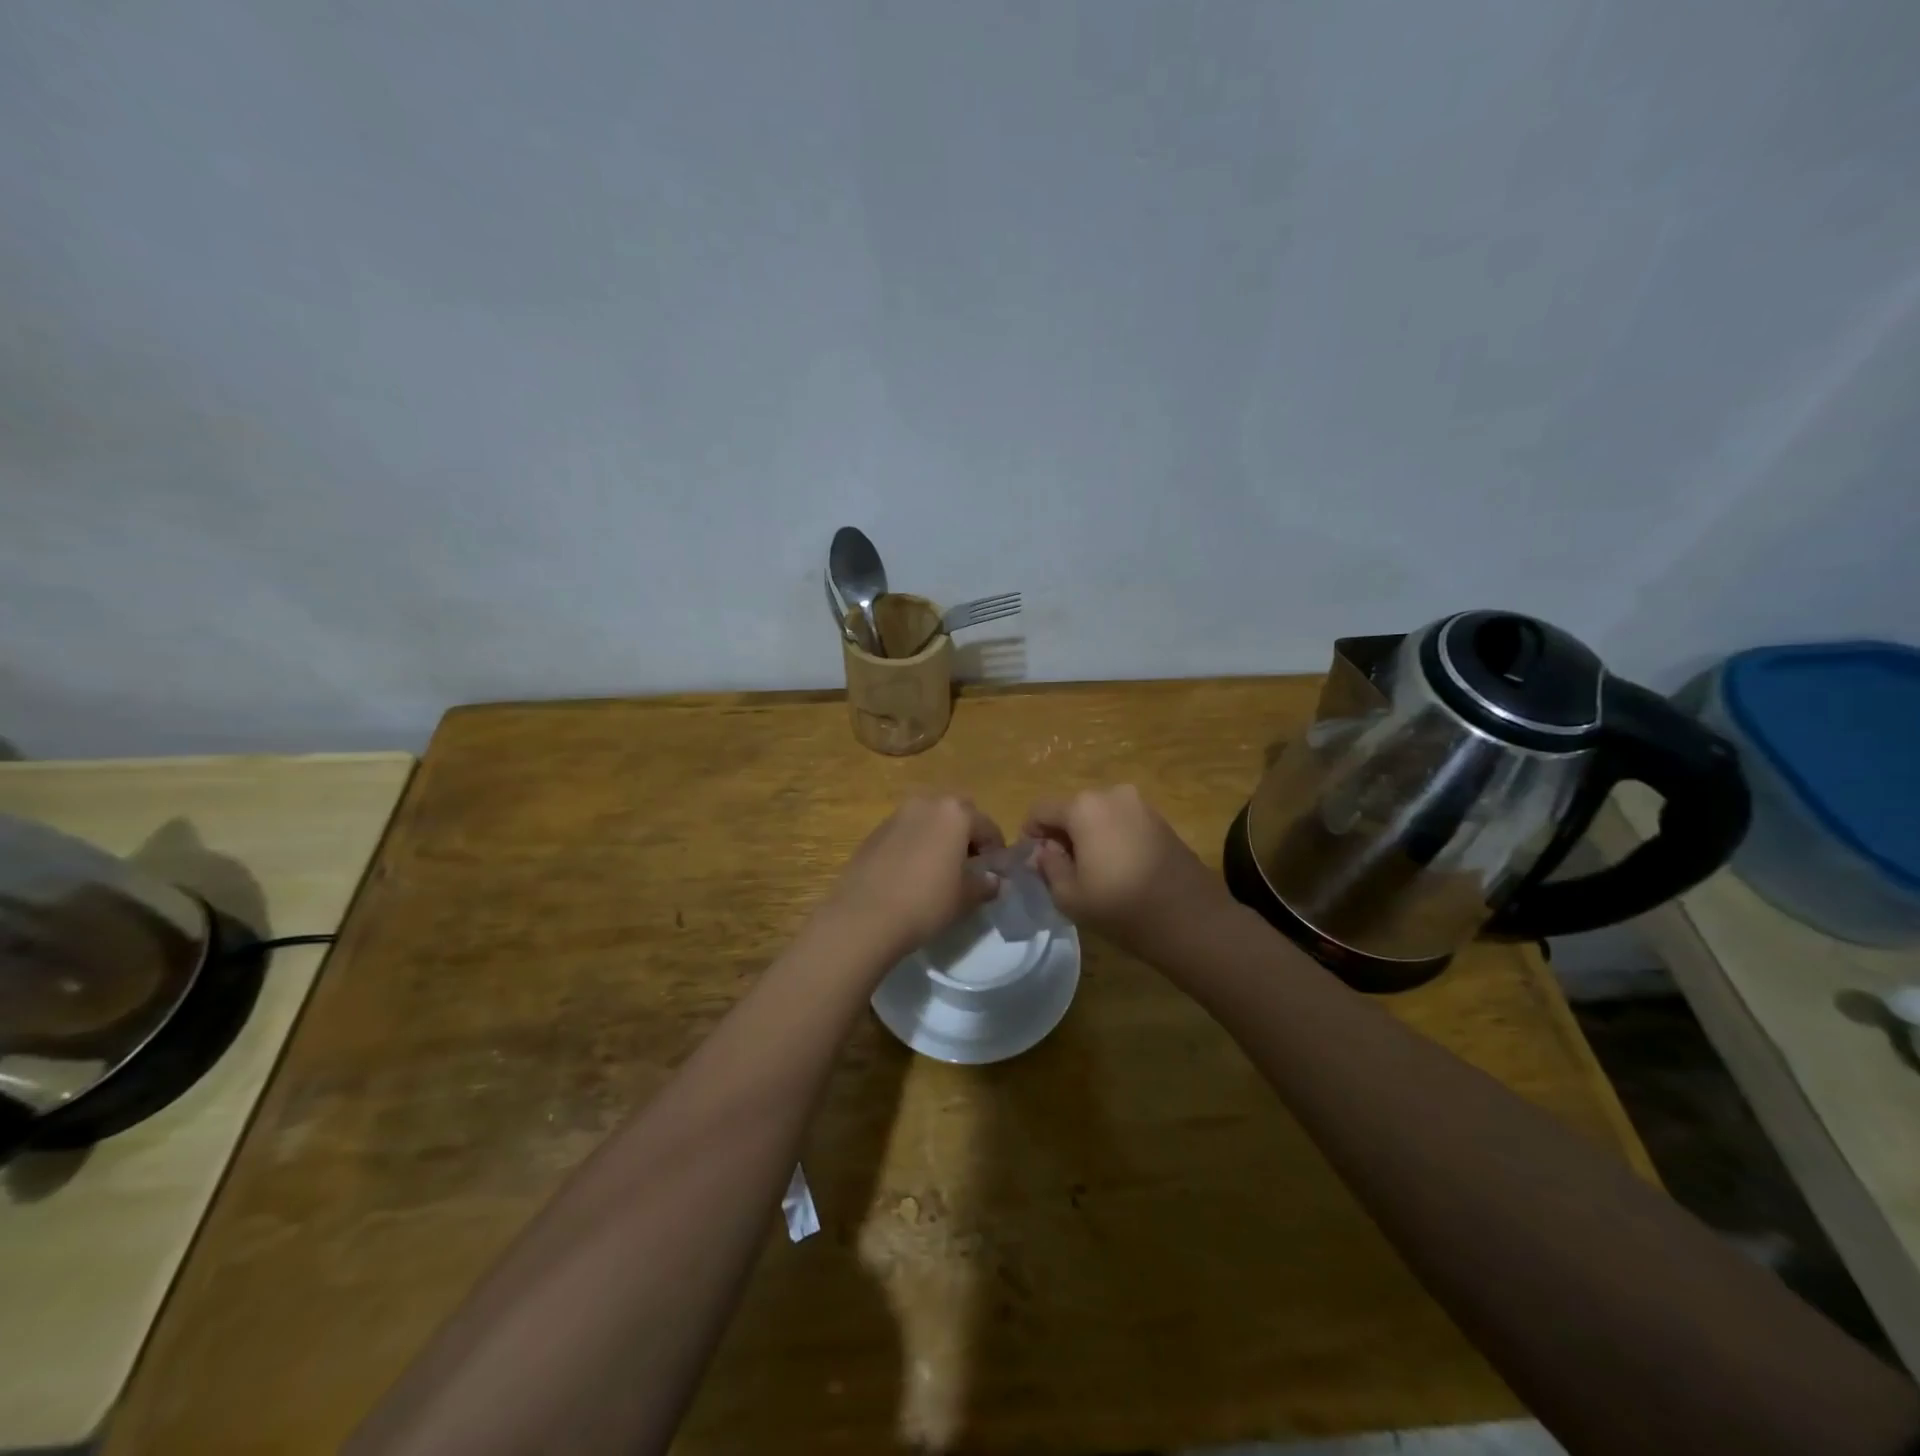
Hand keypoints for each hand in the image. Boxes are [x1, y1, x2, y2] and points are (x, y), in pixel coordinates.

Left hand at [817, 795, 1005, 968]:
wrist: (864, 916)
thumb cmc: (926, 902)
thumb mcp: (965, 897)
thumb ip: (985, 884)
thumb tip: (992, 880)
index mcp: (955, 813)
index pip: (987, 826)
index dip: (996, 850)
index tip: (995, 873)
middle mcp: (926, 804)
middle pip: (957, 813)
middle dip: (967, 834)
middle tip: (968, 865)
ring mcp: (896, 815)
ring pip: (929, 819)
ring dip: (939, 836)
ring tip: (939, 870)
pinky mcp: (874, 832)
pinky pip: (906, 832)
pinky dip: (915, 844)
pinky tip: (912, 873)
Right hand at [1024, 786, 1229, 957]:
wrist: (1192, 919)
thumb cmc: (1122, 907)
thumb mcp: (1069, 895)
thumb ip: (1048, 866)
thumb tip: (1043, 851)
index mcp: (1084, 807)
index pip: (1041, 810)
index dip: (1031, 834)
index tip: (1035, 863)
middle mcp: (1111, 794)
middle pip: (1071, 809)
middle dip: (1061, 834)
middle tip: (1062, 870)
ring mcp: (1140, 805)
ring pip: (1098, 815)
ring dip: (1088, 836)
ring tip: (1092, 871)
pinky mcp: (1160, 819)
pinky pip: (1122, 821)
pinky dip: (1111, 837)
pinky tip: (1118, 868)